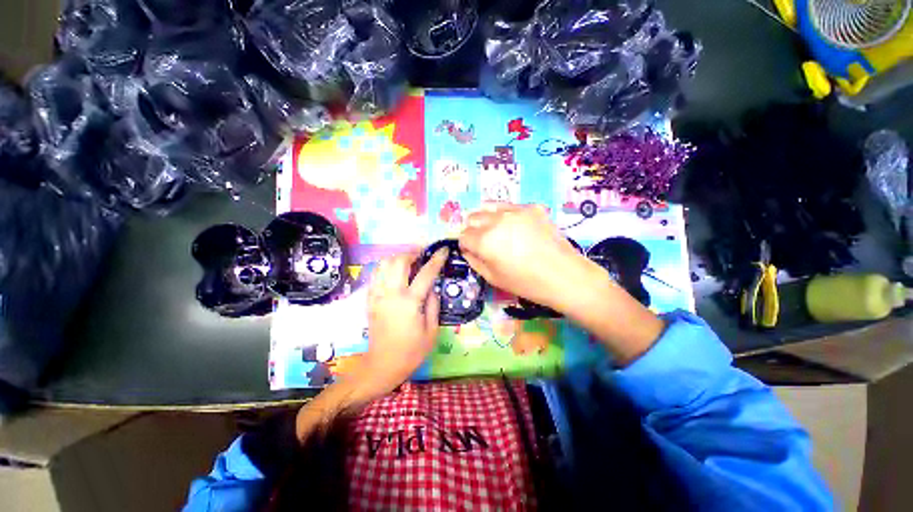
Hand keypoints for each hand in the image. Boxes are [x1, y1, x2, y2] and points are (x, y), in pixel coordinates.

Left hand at [295, 248, 446, 441]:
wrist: (382, 365)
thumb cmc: (411, 352)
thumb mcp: (432, 331)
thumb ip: (433, 305)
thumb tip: (433, 288)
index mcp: (410, 302)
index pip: (426, 273)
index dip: (437, 259)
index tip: (443, 249)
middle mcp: (391, 294)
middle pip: (399, 261)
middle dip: (413, 252)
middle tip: (423, 253)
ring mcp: (377, 295)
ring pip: (383, 264)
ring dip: (397, 257)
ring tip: (408, 260)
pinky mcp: (370, 300)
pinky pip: (375, 275)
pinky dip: (385, 267)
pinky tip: (394, 272)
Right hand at [459, 203, 586, 309]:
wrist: (564, 276)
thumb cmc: (526, 283)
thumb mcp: (493, 278)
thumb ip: (474, 261)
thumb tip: (467, 249)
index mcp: (484, 241)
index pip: (463, 236)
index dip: (466, 244)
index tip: (472, 251)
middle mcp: (496, 220)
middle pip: (473, 218)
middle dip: (473, 230)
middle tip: (483, 241)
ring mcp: (515, 210)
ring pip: (489, 207)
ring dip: (487, 218)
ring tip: (496, 230)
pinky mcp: (531, 207)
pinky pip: (509, 207)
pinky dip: (506, 215)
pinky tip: (516, 228)